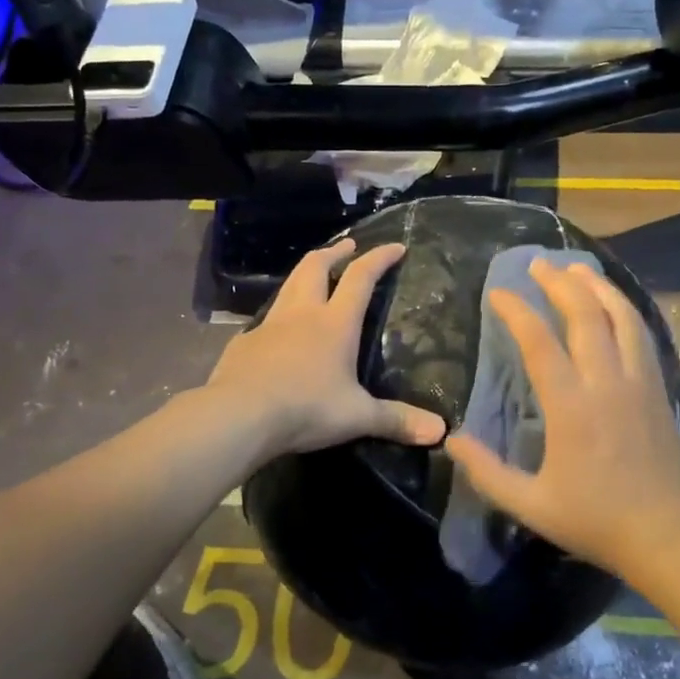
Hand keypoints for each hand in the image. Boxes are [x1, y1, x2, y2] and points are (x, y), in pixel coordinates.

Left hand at [210, 239, 445, 456]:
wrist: (239, 416)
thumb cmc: (306, 408)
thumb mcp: (357, 416)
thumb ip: (396, 420)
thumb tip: (440, 432)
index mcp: (334, 323)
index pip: (360, 278)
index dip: (379, 258)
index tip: (395, 246)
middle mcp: (302, 314)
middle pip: (316, 267)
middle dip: (335, 252)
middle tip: (348, 246)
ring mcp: (269, 326)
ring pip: (288, 286)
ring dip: (305, 274)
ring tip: (314, 275)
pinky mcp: (244, 343)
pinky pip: (266, 320)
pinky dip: (280, 314)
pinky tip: (280, 332)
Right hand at [445, 259, 679, 576]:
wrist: (668, 536)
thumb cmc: (595, 521)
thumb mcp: (530, 505)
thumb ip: (487, 471)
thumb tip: (451, 439)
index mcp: (571, 406)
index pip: (539, 342)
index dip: (516, 310)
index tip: (497, 292)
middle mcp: (606, 382)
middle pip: (585, 315)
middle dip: (559, 283)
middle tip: (538, 264)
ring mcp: (638, 382)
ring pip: (621, 317)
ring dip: (598, 287)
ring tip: (577, 269)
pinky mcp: (659, 389)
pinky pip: (642, 335)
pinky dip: (625, 310)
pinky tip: (614, 305)